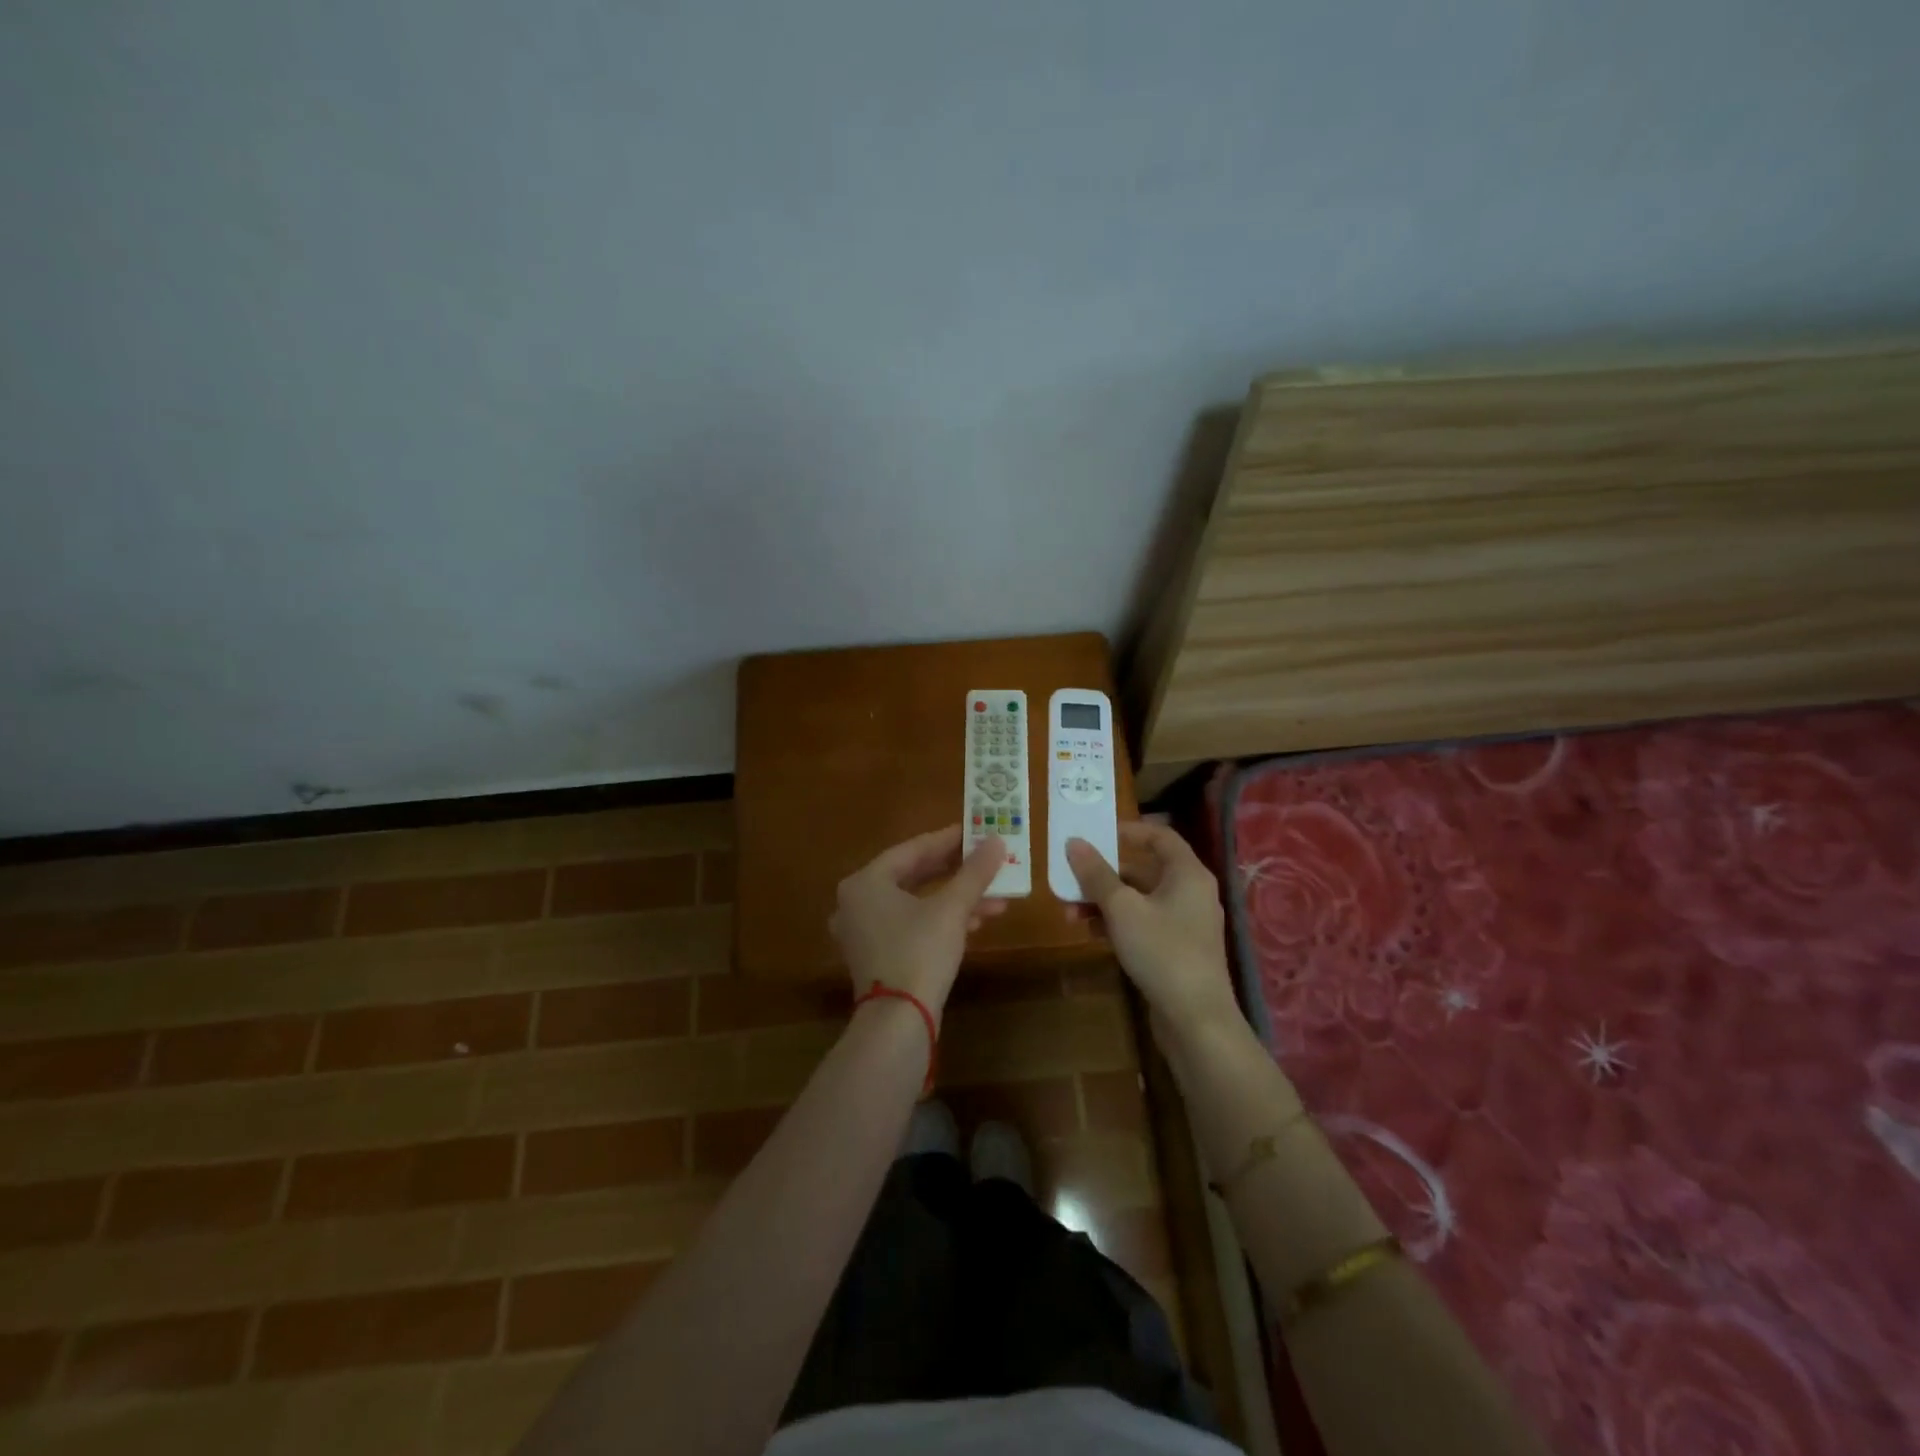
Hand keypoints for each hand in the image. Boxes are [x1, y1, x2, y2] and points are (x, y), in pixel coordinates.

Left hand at [830, 825, 1008, 1021]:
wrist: (898, 1022)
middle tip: (987, 861)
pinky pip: (911, 925)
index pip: (913, 849)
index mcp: (865, 882)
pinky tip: (976, 922)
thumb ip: (974, 872)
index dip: (949, 840)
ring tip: (996, 898)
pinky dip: (941, 920)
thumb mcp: (951, 909)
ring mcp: (864, 932)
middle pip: (914, 876)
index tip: (976, 831)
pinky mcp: (877, 956)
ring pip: (917, 903)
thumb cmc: (919, 952)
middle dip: (957, 873)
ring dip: (956, 899)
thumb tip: (997, 841)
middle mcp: (857, 902)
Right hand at [1066, 822, 1240, 1037]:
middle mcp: (1191, 893)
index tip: (1096, 835)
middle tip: (1071, 877)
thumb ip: (1096, 874)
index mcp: (1188, 873)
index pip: (1160, 836)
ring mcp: (1185, 924)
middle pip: (1144, 869)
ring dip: (1105, 901)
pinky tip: (1090, 933)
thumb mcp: (1122, 908)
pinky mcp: (1177, 950)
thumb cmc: (1162, 951)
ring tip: (1070, 911)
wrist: (1196, 1020)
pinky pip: (1144, 923)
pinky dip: (1118, 923)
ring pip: (1140, 899)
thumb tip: (1073, 842)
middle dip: (1104, 874)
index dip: (1129, 830)